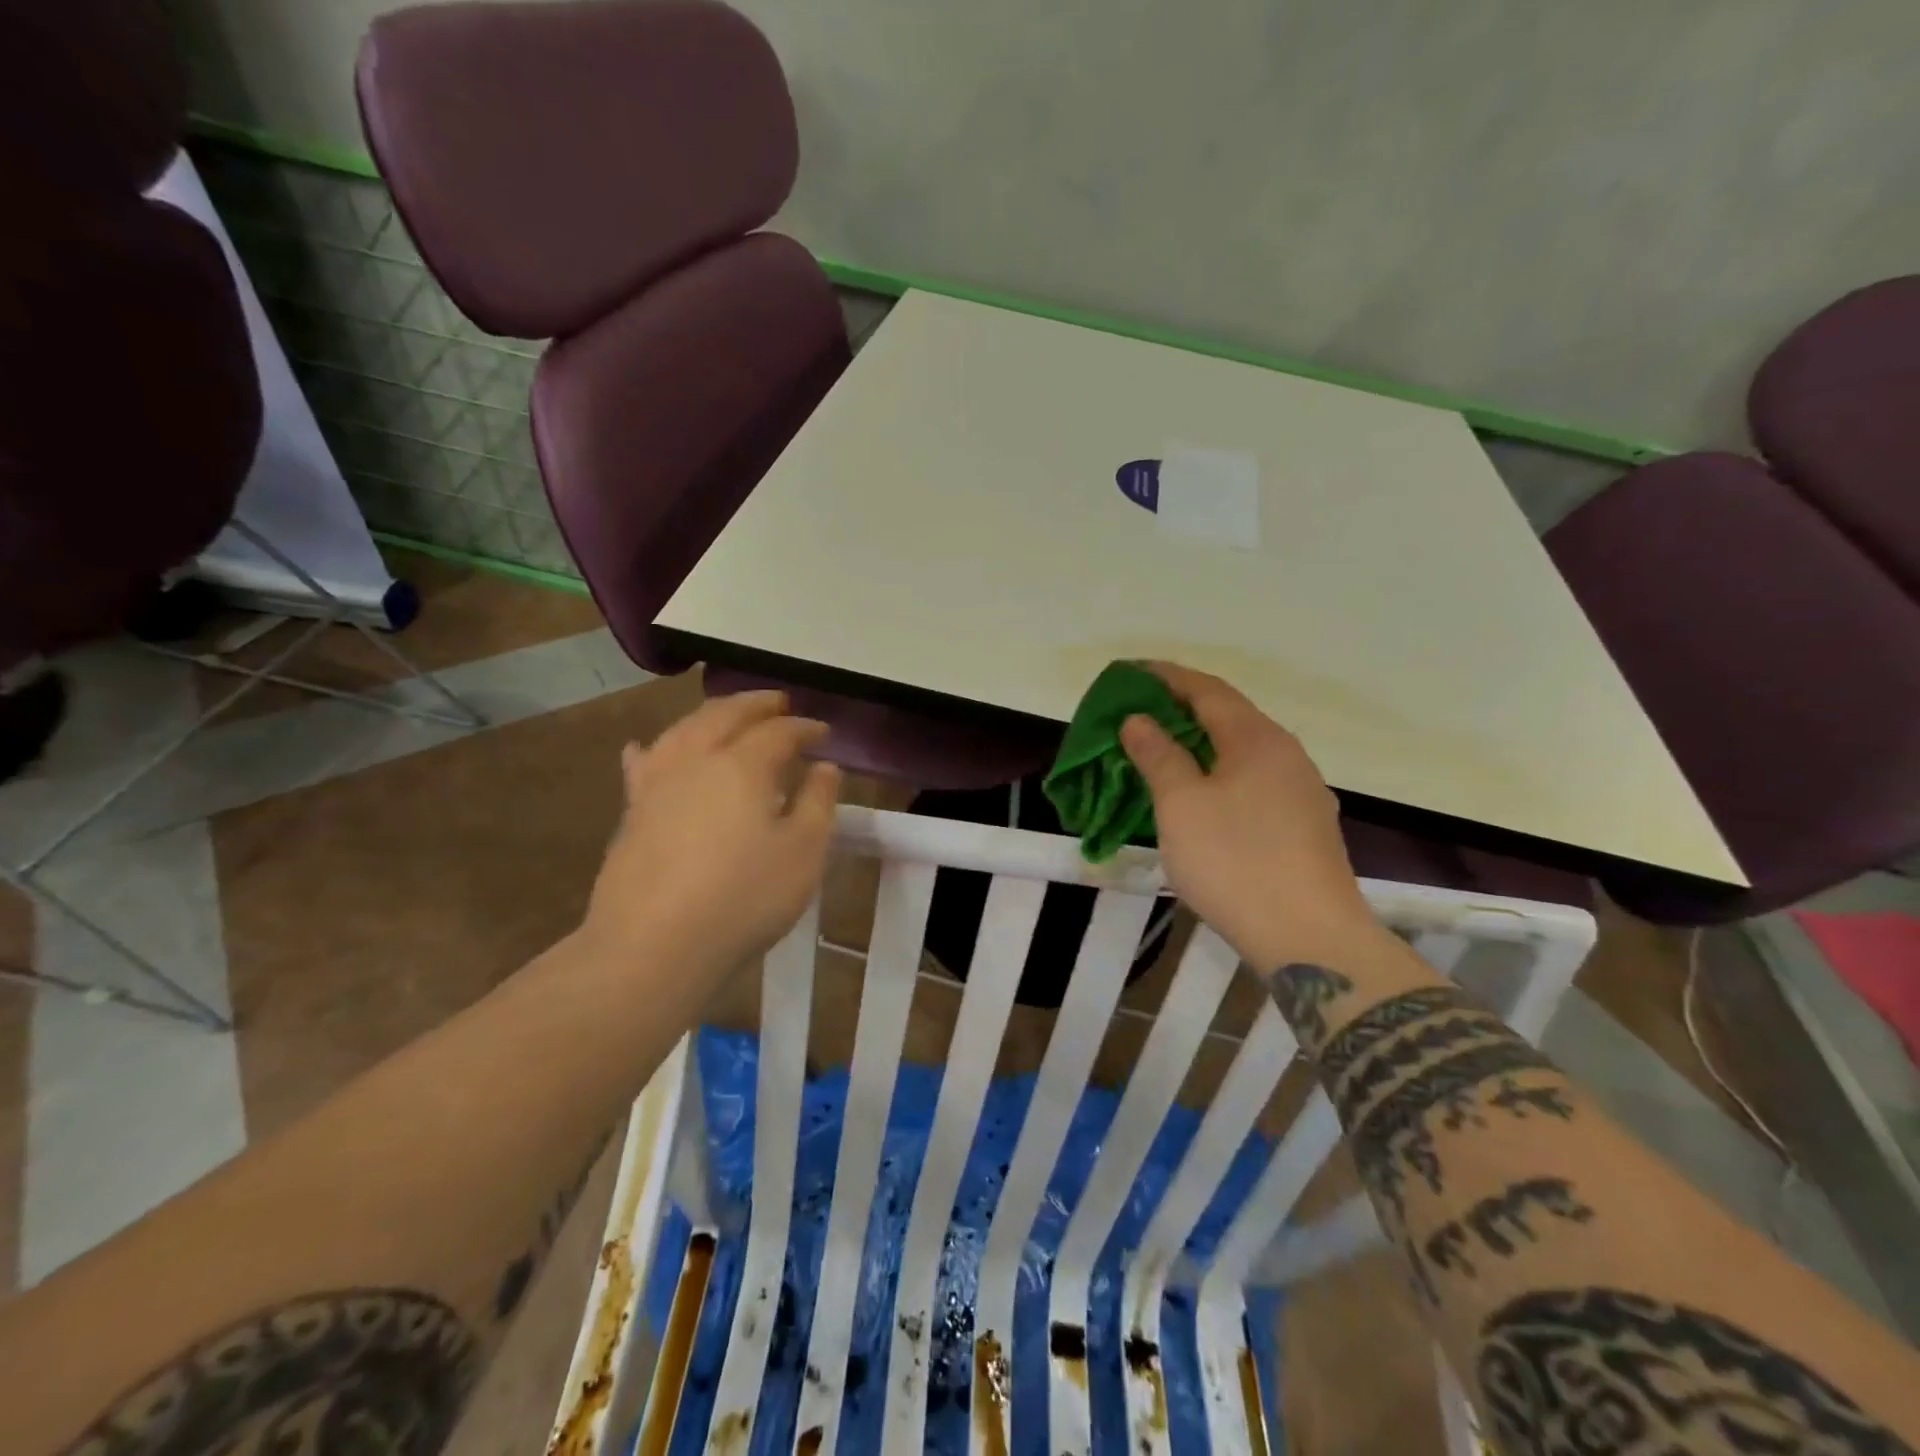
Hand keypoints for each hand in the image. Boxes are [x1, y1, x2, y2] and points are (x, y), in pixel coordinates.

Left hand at [583, 691, 840, 982]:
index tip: (824, 732)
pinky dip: (655, 747)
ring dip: (711, 715)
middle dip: (756, 704)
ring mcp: (656, 783)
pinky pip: (645, 763)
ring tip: (727, 716)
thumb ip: (818, 803)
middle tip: (779, 703)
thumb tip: (825, 767)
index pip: (779, 731)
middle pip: (726, 715)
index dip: (804, 728)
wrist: (653, 946)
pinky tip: (647, 747)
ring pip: (683, 729)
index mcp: (742, 765)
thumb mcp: (803, 854)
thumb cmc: (743, 899)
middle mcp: (695, 760)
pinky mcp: (632, 812)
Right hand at [1121, 663, 1377, 972]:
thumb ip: (1158, 755)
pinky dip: (1221, 775)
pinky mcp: (1306, 827)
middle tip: (1139, 715)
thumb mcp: (1181, 804)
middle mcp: (1287, 755)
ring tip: (1164, 753)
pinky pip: (1254, 783)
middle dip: (1182, 711)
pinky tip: (1203, 798)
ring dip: (1202, 746)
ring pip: (1243, 753)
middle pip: (1229, 717)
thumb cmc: (1235, 861)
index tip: (1131, 673)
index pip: (1207, 690)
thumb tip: (1139, 720)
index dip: (1167, 677)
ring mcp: (1302, 792)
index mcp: (1257, 739)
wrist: (1310, 939)